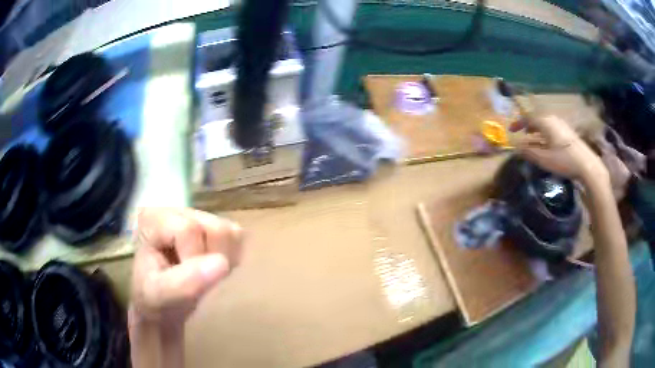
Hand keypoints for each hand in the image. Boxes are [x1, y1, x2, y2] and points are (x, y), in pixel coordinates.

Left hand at [129, 208, 242, 329]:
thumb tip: (222, 263)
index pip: (189, 229)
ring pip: (231, 232)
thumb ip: (185, 283)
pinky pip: (238, 239)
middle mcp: (177, 210)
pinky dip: (230, 260)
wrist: (159, 308)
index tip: (179, 279)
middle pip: (216, 228)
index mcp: (155, 219)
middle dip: (210, 260)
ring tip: (202, 275)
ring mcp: (197, 216)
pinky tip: (210, 270)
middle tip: (194, 278)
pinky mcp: (213, 227)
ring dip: (223, 261)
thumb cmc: (154, 301)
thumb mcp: (160, 297)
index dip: (192, 259)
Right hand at [511, 115, 607, 182]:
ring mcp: (562, 125)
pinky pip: (552, 128)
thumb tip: (517, 147)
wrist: (587, 165)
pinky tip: (547, 144)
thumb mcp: (544, 159)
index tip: (511, 131)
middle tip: (522, 134)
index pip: (528, 118)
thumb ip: (529, 152)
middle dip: (528, 126)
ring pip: (545, 124)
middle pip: (537, 119)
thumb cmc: (564, 160)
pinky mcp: (568, 132)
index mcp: (545, 122)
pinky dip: (545, 134)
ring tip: (533, 140)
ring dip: (537, 130)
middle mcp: (553, 119)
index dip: (518, 123)